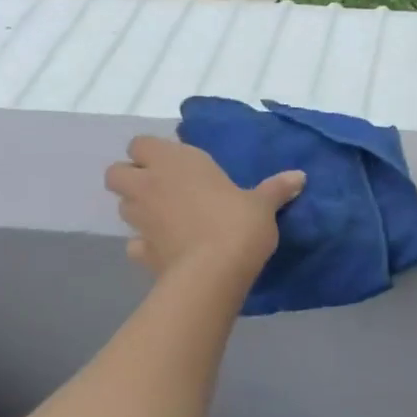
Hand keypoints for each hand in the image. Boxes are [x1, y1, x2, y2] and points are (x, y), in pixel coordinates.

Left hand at [105, 136, 303, 282]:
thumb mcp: (263, 204)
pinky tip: (167, 249)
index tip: (177, 164)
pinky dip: (145, 245)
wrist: (214, 272)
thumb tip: (300, 176)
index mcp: (175, 162)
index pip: (141, 144)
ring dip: (139, 209)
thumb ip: (276, 188)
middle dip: (132, 178)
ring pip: (122, 207)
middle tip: (162, 188)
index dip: (152, 152)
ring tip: (167, 217)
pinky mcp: (141, 252)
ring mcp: (140, 220)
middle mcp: (149, 185)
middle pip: (116, 173)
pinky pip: (135, 244)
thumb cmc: (237, 223)